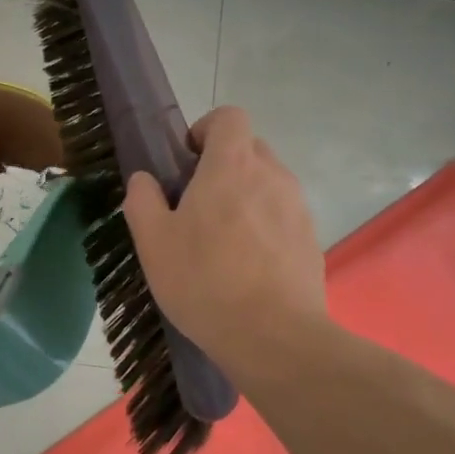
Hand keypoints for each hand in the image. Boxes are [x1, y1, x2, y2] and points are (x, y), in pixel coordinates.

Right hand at [121, 106, 327, 366]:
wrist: (274, 336)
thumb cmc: (204, 282)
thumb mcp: (153, 243)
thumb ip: (143, 201)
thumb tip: (144, 180)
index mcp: (231, 166)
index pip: (229, 117)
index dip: (206, 129)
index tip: (187, 161)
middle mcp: (272, 175)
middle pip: (250, 148)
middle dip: (223, 165)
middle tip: (198, 205)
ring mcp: (298, 207)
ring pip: (268, 183)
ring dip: (245, 197)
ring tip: (223, 242)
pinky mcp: (312, 239)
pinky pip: (283, 216)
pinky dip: (265, 227)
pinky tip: (249, 267)